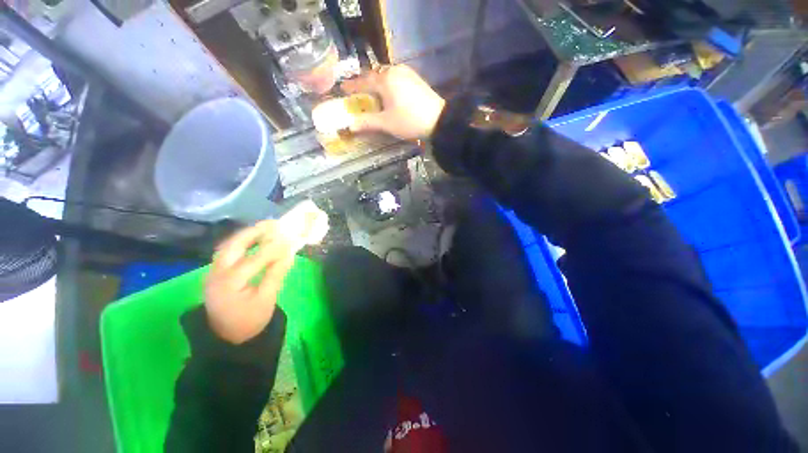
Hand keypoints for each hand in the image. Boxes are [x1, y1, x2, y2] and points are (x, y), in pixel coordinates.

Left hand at [205, 221, 294, 344]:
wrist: (227, 337)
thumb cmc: (249, 320)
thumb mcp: (266, 300)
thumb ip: (276, 275)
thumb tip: (289, 254)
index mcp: (229, 283)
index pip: (254, 259)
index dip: (273, 247)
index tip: (289, 237)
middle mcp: (216, 273)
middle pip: (233, 245)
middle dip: (253, 232)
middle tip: (273, 224)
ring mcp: (213, 272)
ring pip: (228, 247)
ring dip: (247, 235)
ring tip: (265, 228)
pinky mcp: (215, 273)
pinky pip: (228, 252)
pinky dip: (242, 243)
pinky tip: (254, 240)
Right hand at [341, 65, 445, 139]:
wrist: (438, 120)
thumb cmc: (409, 121)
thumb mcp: (386, 123)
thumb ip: (367, 122)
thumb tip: (350, 125)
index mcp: (385, 80)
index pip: (363, 81)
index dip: (352, 86)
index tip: (342, 88)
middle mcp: (394, 71)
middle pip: (374, 76)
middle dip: (365, 84)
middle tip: (357, 93)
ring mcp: (406, 73)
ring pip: (385, 76)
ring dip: (377, 84)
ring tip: (372, 94)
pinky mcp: (415, 78)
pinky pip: (395, 78)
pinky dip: (388, 84)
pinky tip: (389, 94)